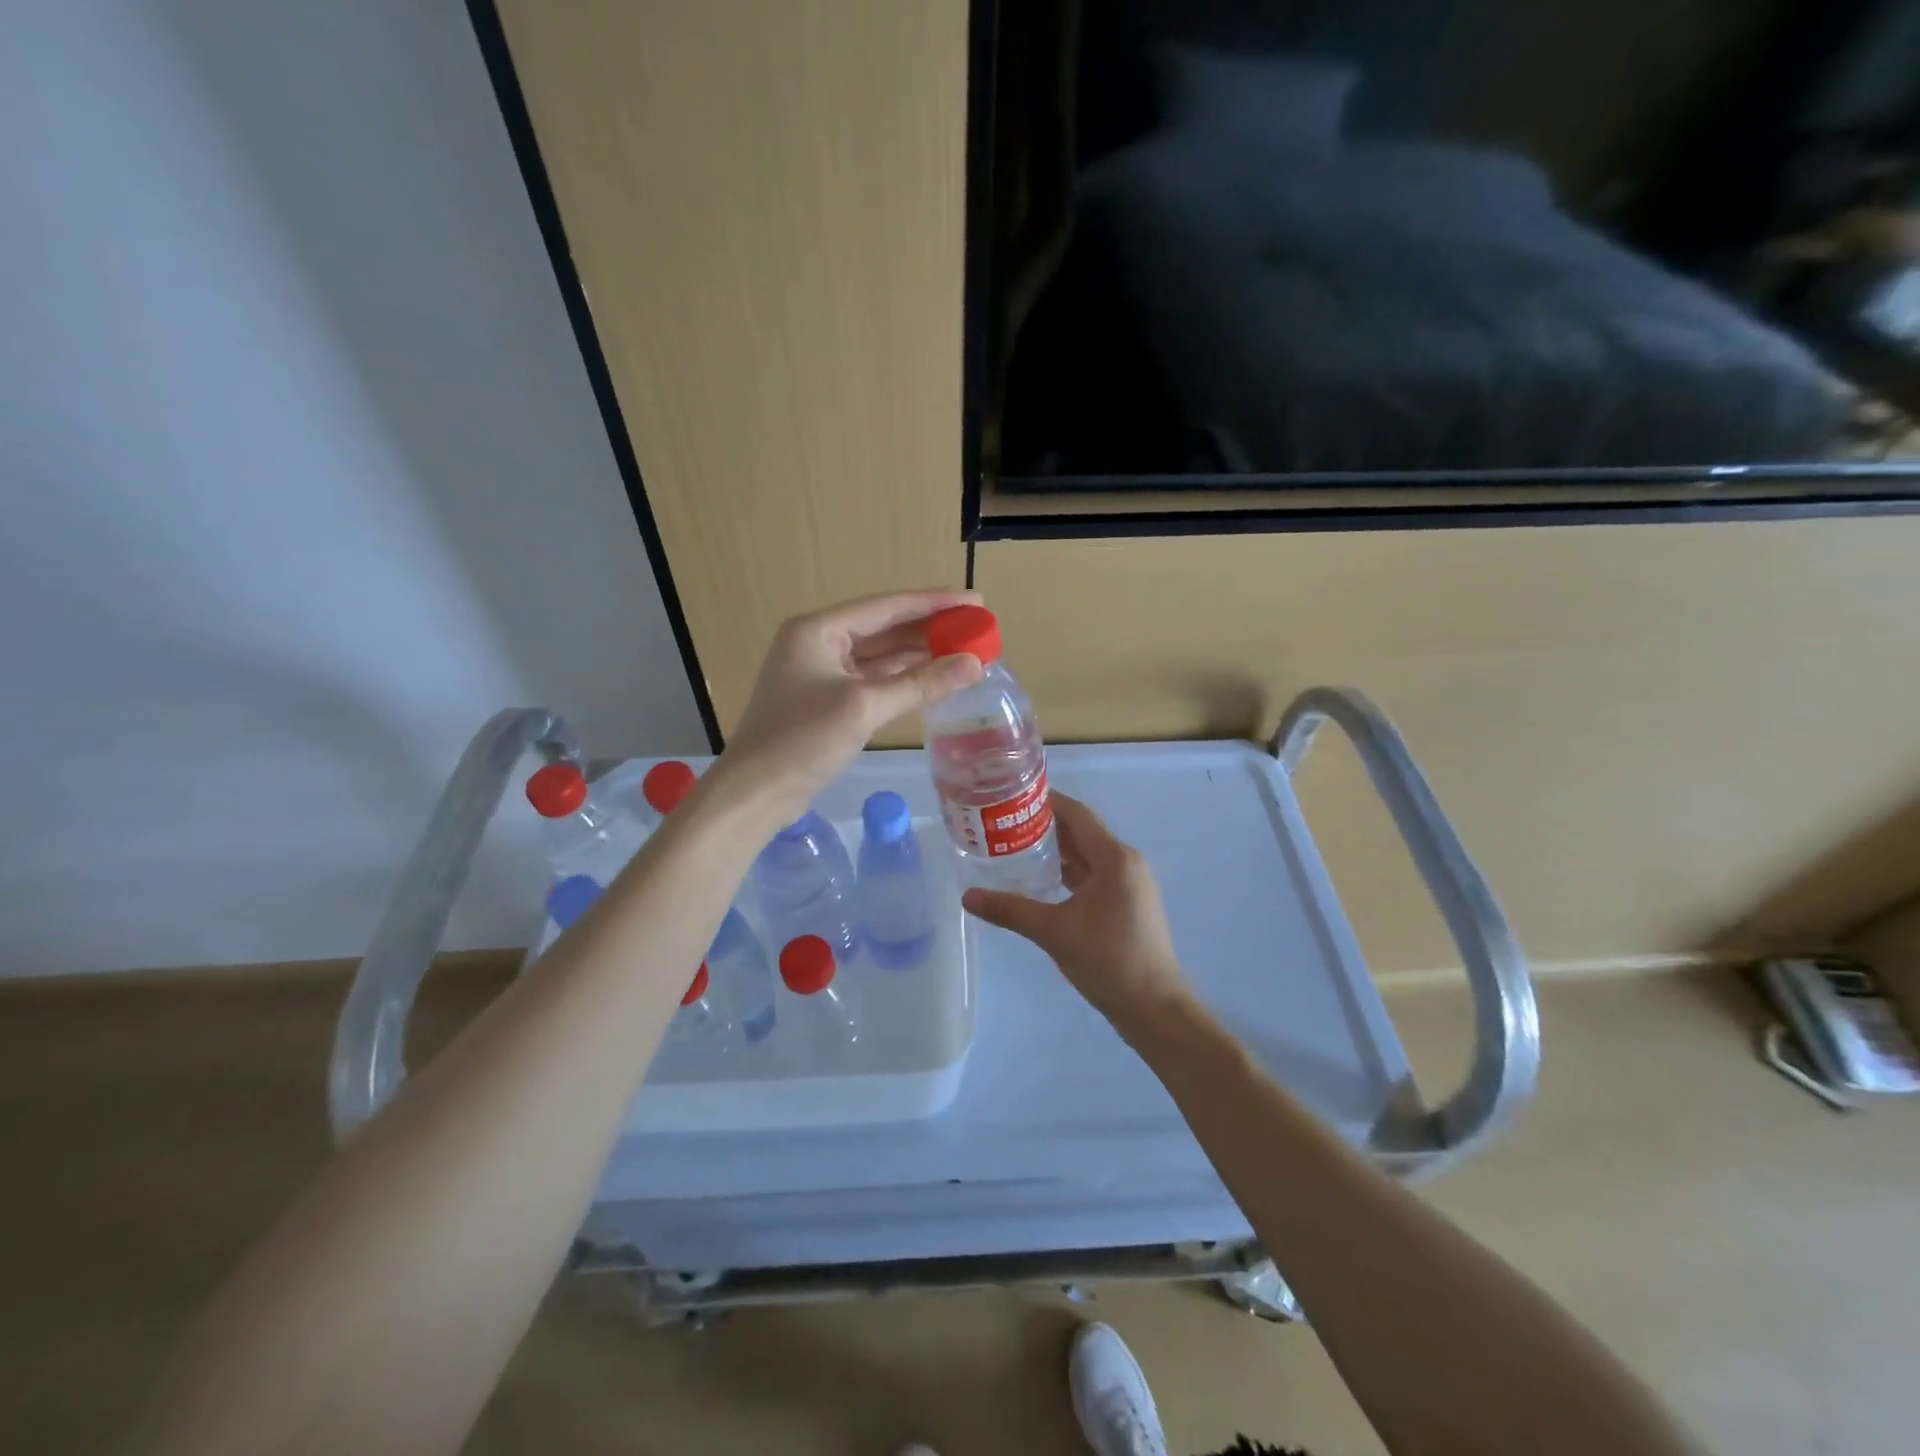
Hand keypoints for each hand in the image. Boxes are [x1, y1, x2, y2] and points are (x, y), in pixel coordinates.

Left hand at [718, 589, 984, 823]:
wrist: (756, 791)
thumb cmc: (803, 740)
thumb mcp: (864, 707)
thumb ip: (921, 683)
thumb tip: (975, 665)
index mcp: (819, 630)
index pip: (886, 607)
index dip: (934, 603)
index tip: (975, 601)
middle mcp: (819, 642)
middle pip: (884, 628)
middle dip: (929, 629)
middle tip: (976, 628)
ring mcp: (822, 672)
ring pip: (880, 656)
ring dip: (919, 655)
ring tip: (965, 651)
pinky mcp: (827, 700)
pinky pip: (873, 680)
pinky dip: (902, 679)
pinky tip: (933, 679)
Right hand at [962, 793, 1187, 1034]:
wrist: (1154, 1008)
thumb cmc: (1107, 960)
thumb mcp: (1054, 931)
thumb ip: (1010, 909)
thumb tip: (968, 897)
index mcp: (1115, 858)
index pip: (1077, 815)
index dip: (1047, 801)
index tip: (1014, 796)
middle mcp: (1127, 863)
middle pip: (1083, 833)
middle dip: (1047, 825)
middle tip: (1006, 822)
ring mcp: (1131, 885)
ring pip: (1089, 856)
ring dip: (1058, 850)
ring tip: (1017, 846)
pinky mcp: (1129, 905)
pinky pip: (1096, 876)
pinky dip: (1070, 872)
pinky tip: (1043, 880)